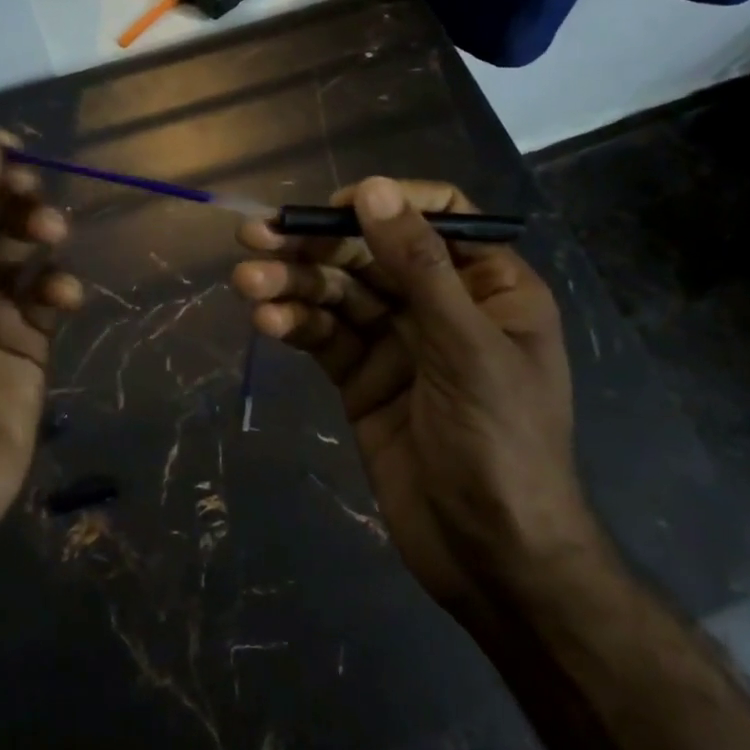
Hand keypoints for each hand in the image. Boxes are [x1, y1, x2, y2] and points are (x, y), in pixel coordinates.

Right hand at [232, 177, 597, 610]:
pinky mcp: (361, 378)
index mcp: (489, 285)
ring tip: (247, 281)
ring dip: (293, 283)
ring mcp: (397, 342)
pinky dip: (295, 324)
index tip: (335, 207)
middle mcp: (440, 304)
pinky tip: (267, 321)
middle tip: (256, 236)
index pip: (436, 216)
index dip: (385, 203)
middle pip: (372, 252)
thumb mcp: (467, 347)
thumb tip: (374, 188)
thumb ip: (419, 267)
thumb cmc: (503, 444)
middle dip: (317, 244)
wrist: (493, 560)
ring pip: (339, 293)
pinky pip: (325, 336)